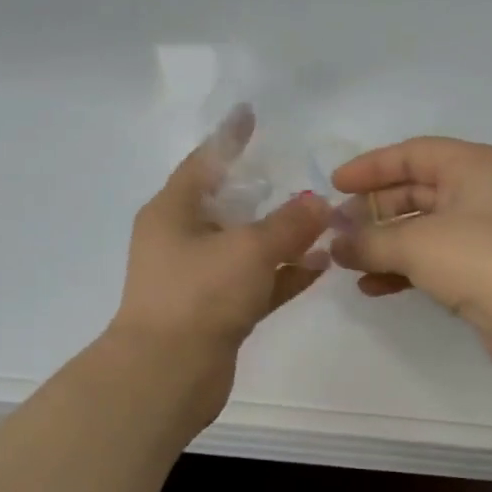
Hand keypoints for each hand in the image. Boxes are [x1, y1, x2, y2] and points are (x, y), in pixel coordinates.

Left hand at [109, 113, 331, 412]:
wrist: (166, 376)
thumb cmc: (199, 295)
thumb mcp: (248, 249)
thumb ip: (288, 224)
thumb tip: (318, 203)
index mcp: (173, 212)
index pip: (205, 161)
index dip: (230, 137)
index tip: (251, 115)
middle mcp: (182, 239)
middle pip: (228, 204)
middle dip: (265, 191)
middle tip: (300, 173)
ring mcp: (199, 278)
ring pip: (246, 246)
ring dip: (283, 236)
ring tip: (325, 221)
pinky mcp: (217, 311)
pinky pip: (256, 281)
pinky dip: (284, 272)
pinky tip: (321, 264)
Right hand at [330, 138, 491, 373]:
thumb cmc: (477, 259)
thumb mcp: (414, 244)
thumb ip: (368, 240)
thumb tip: (335, 245)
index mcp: (473, 165)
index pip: (412, 153)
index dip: (369, 167)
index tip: (334, 185)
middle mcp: (482, 190)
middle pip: (415, 189)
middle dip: (373, 210)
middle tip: (338, 227)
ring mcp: (486, 230)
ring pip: (422, 226)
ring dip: (384, 242)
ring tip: (347, 259)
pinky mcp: (485, 267)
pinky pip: (434, 257)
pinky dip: (404, 267)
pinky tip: (372, 286)